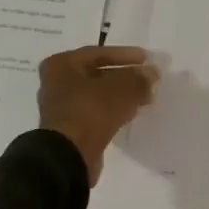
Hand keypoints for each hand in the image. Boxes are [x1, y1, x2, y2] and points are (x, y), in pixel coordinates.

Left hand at [37, 46, 158, 182]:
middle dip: (125, 77)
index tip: (147, 59)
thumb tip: (152, 73)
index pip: (98, 53)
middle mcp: (56, 83)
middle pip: (97, 74)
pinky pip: (95, 113)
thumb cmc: (91, 111)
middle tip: (148, 80)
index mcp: (61, 65)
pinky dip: (112, 111)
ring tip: (144, 98)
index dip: (125, 55)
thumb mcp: (122, 89)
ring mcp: (61, 108)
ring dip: (121, 95)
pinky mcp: (70, 128)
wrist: (69, 156)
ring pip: (97, 95)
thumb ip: (139, 78)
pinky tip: (130, 114)